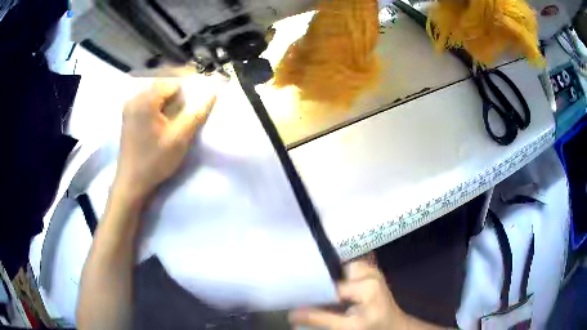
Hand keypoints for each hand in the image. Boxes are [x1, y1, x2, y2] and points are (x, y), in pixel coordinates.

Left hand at [114, 79, 216, 202]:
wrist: (132, 182)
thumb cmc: (155, 160)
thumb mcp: (179, 138)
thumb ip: (196, 114)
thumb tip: (211, 93)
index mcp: (145, 100)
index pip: (172, 83)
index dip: (187, 90)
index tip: (195, 102)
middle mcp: (134, 98)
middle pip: (162, 85)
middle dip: (178, 93)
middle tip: (188, 109)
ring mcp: (129, 108)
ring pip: (154, 94)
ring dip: (168, 99)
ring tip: (178, 114)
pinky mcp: (128, 117)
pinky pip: (146, 102)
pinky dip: (158, 105)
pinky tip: (163, 119)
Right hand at [289, 259, 407, 329]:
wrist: (393, 326)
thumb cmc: (373, 327)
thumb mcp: (346, 328)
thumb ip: (319, 319)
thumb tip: (291, 314)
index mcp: (366, 284)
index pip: (329, 284)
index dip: (310, 291)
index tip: (292, 295)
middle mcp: (368, 270)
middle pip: (332, 271)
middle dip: (315, 281)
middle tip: (296, 291)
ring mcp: (368, 269)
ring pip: (336, 269)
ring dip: (323, 280)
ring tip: (307, 290)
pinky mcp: (367, 271)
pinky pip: (343, 271)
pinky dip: (333, 280)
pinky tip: (325, 290)